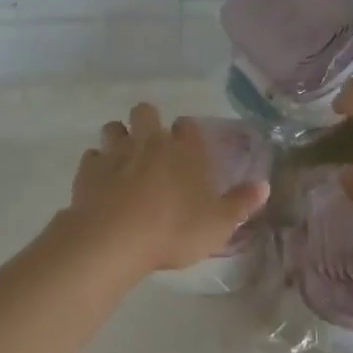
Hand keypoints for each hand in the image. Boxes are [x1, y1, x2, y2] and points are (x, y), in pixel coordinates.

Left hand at [68, 104, 269, 275]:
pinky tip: (101, 181)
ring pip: (113, 128)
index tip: (189, 144)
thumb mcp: (218, 225)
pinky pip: (91, 157)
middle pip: (145, 112)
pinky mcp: (88, 171)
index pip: (188, 127)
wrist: (116, 240)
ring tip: (124, 159)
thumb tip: (264, 185)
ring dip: (119, 138)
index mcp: (184, 152)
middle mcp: (150, 143)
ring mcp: (116, 154)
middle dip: (148, 121)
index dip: (188, 132)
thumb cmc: (174, 230)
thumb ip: (241, 204)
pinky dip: (96, 165)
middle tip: (152, 146)